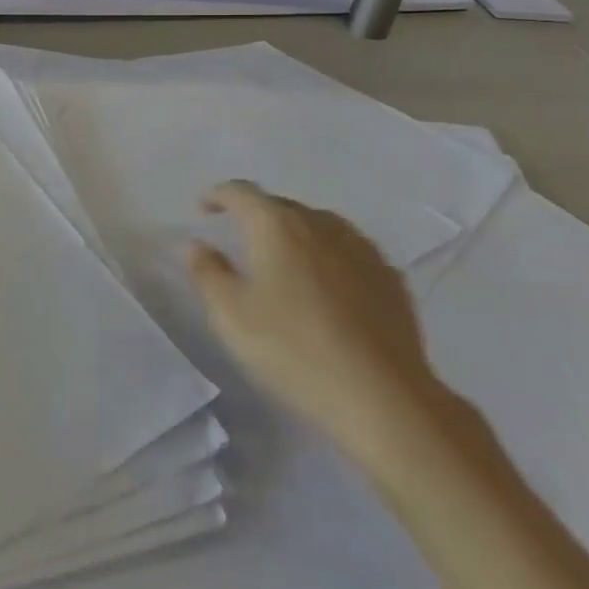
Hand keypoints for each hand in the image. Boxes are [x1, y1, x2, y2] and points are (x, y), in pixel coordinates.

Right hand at [187, 181, 438, 459]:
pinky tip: (327, 289)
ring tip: (284, 264)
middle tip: (240, 242)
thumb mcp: (231, 315)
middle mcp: (320, 223)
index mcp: (277, 224)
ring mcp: (361, 247)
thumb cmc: (293, 349)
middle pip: (280, 207)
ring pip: (318, 228)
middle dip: (256, 217)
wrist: (383, 397)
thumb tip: (198, 245)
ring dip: (295, 237)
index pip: (241, 192)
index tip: (204, 208)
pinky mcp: (389, 277)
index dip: (218, 195)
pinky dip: (328, 259)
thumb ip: (207, 273)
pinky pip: (348, 254)